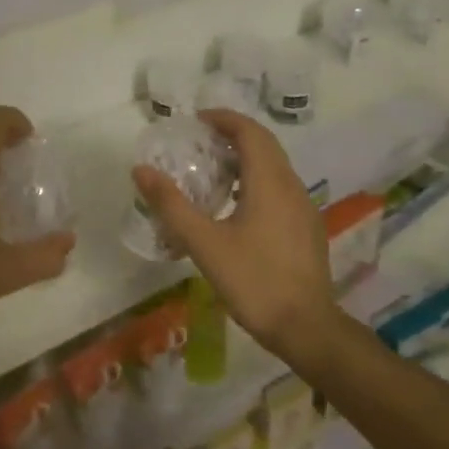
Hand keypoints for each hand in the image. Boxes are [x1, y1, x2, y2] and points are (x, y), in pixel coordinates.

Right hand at [132, 109, 339, 363]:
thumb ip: (172, 205)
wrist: (308, 329)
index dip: (223, 119)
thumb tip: (141, 170)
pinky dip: (256, 180)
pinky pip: (281, 188)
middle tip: (199, 143)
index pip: (249, 131)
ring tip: (213, 172)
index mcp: (269, 181)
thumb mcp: (205, 243)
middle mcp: (291, 186)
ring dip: (245, 159)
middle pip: (264, 145)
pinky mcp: (307, 228)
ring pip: (274, 167)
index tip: (196, 121)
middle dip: (232, 136)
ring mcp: (304, 208)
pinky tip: (236, 208)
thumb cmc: (254, 281)